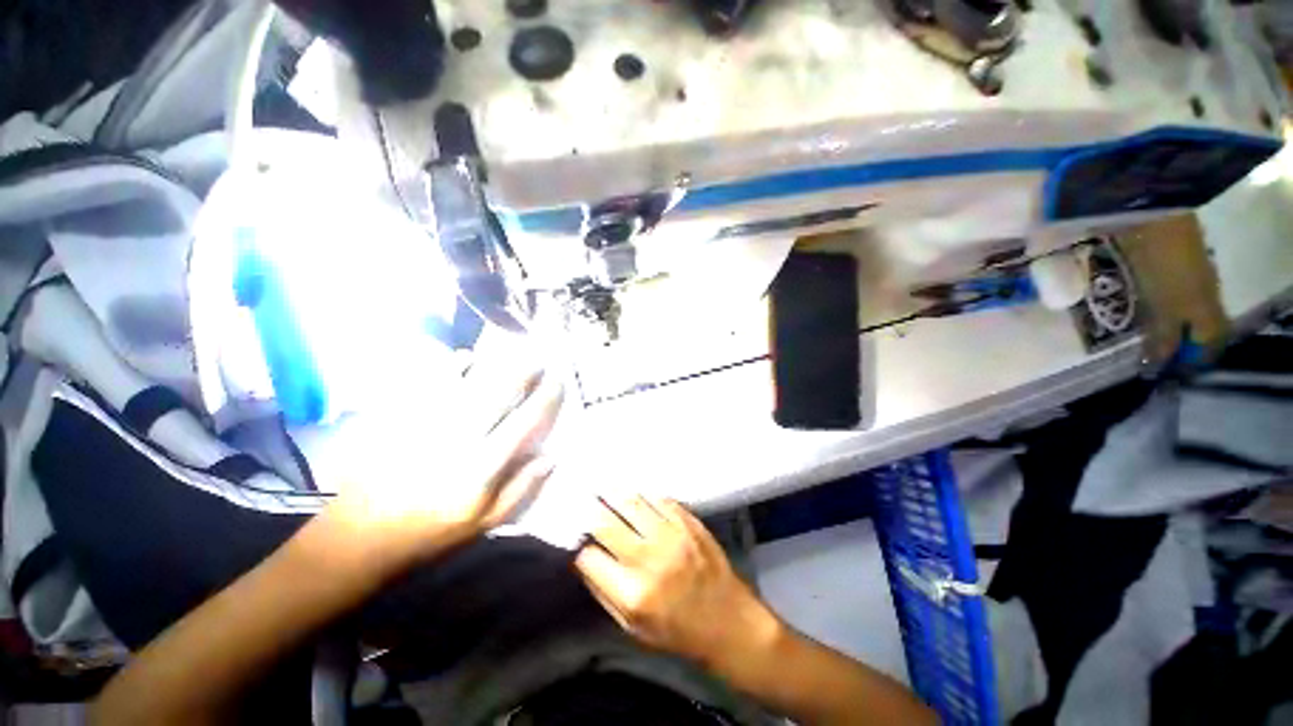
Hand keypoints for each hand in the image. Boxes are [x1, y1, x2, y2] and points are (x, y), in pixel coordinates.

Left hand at [327, 344, 564, 566]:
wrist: (358, 538)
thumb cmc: (429, 533)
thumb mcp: (484, 522)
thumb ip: (521, 489)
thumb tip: (551, 457)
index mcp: (481, 468)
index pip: (523, 423)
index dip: (545, 399)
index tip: (558, 381)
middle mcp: (457, 439)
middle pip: (497, 395)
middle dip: (523, 372)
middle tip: (538, 359)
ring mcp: (425, 424)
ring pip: (467, 383)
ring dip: (494, 364)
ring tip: (511, 353)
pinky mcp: (399, 419)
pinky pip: (428, 383)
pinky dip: (449, 366)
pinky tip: (464, 357)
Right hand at [574, 496, 779, 670]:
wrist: (729, 622)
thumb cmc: (677, 632)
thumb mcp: (633, 628)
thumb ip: (605, 593)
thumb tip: (584, 560)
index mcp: (633, 593)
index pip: (589, 557)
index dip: (579, 547)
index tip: (576, 538)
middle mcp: (650, 559)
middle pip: (607, 524)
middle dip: (590, 511)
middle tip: (583, 499)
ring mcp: (672, 536)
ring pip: (632, 503)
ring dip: (614, 494)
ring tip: (604, 486)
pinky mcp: (689, 523)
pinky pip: (660, 500)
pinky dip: (643, 495)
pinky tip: (635, 492)